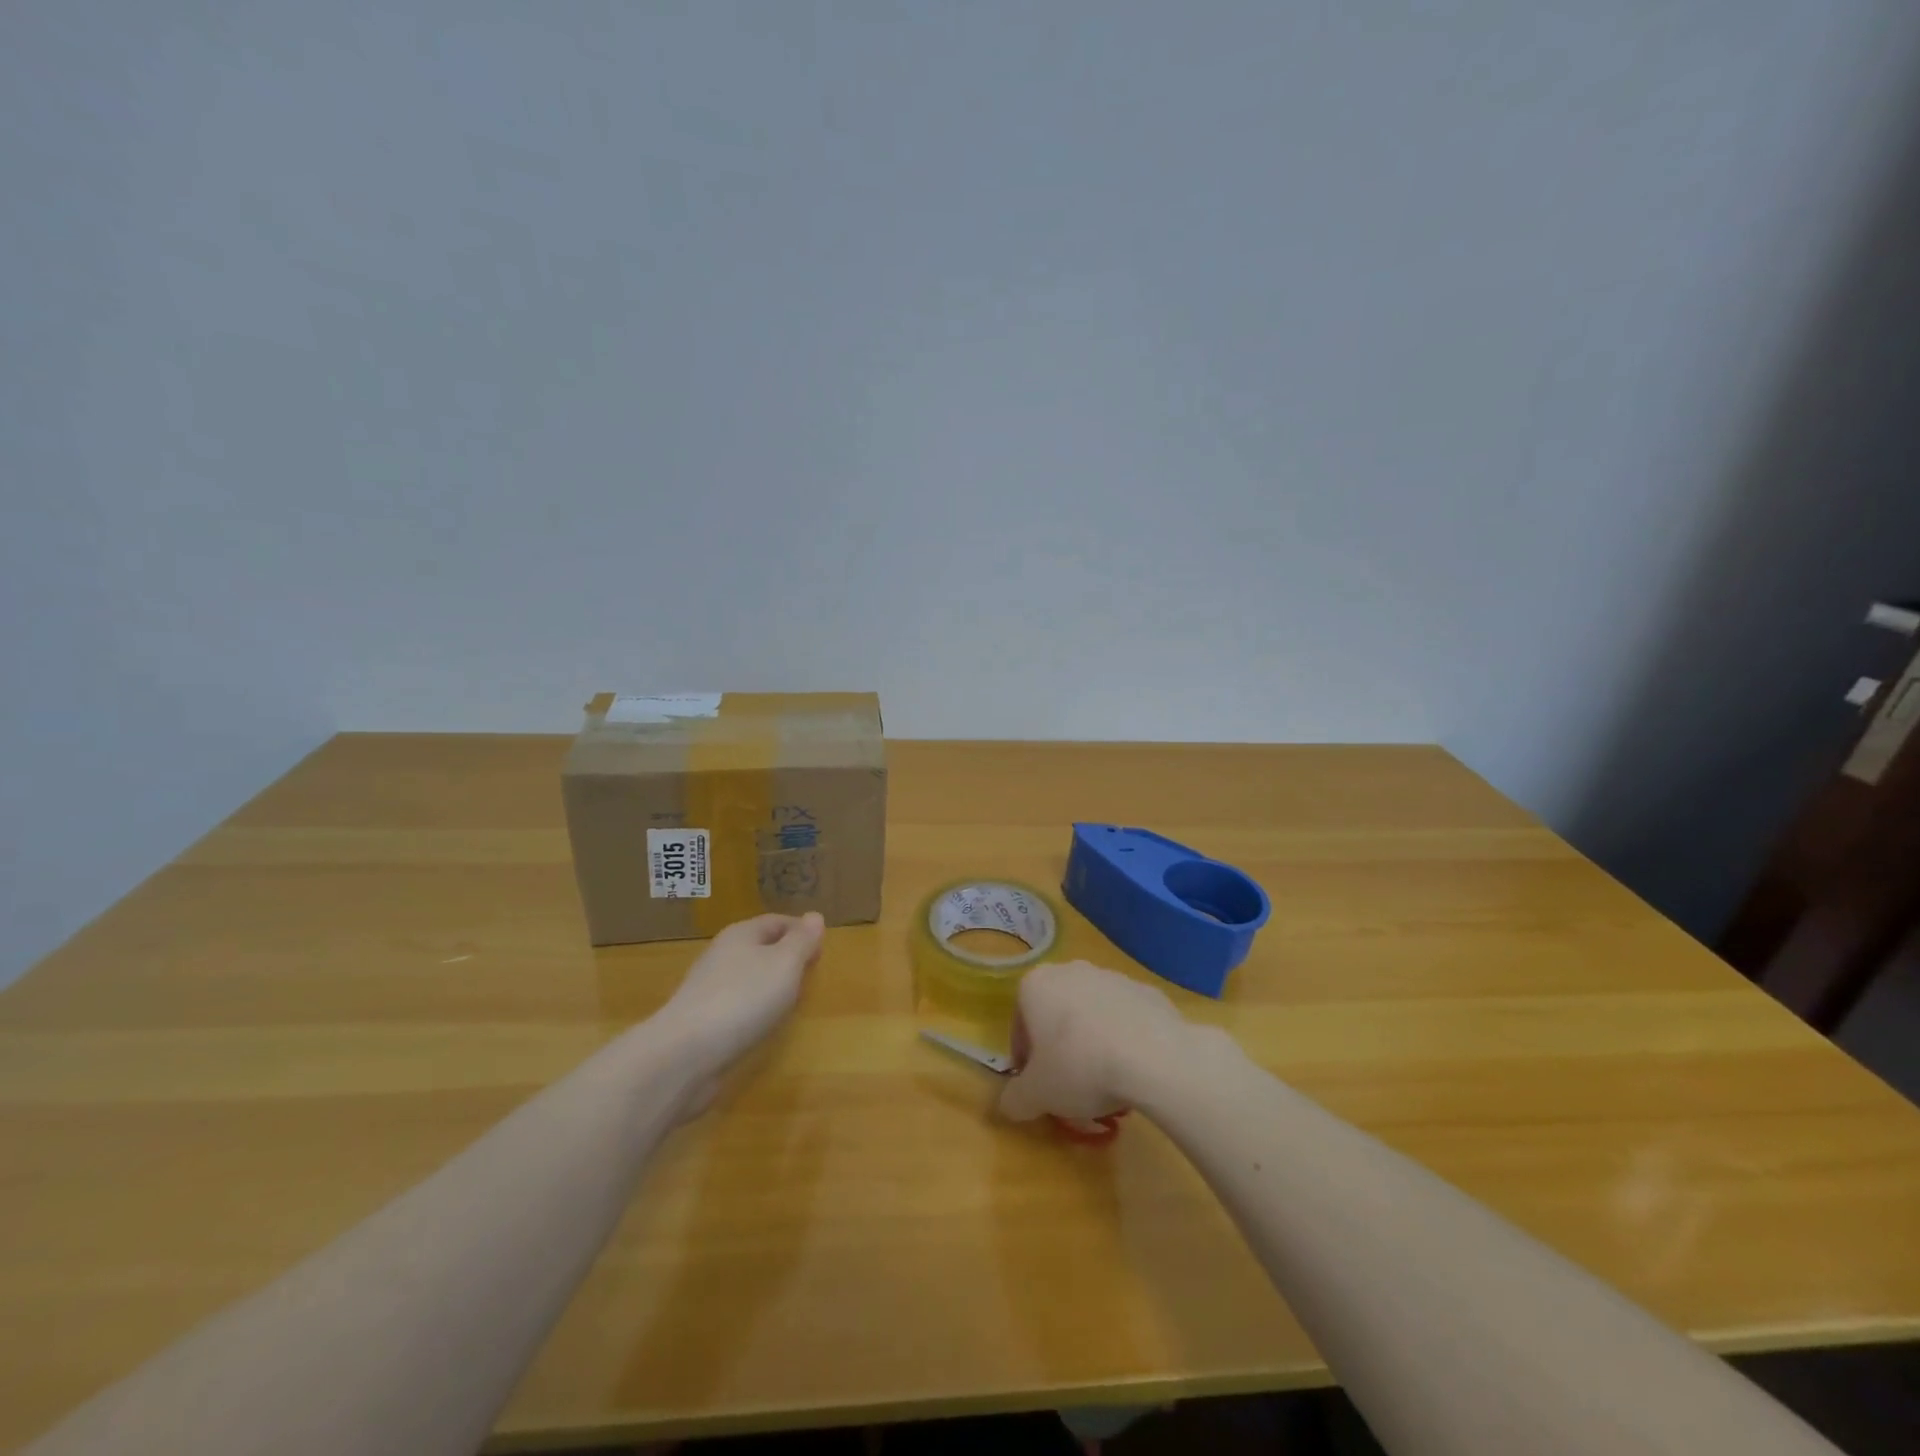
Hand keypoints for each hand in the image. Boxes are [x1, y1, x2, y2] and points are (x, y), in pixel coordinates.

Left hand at [654, 913, 824, 1088]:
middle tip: (810, 976)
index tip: (822, 950)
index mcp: (741, 934)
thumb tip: (815, 917)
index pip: (777, 921)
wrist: (684, 1054)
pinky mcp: (702, 1021)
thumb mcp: (785, 964)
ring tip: (791, 1002)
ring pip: (748, 977)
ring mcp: (708, 989)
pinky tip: (762, 1025)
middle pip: (761, 948)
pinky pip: (737, 1005)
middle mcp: (722, 955)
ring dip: (770, 985)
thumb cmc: (743, 998)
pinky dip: (754, 1009)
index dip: (801, 931)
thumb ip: (802, 941)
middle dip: (786, 958)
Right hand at [999, 959, 1209, 1122]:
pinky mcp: (1145, 989)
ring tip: (1107, 1081)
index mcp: (1036, 985)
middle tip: (1071, 1086)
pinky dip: (1124, 1038)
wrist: (1154, 1055)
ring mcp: (1111, 976)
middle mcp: (1070, 971)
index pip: (1020, 1026)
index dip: (1026, 1062)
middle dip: (1059, 1047)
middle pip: (1056, 1015)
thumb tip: (1010, 1104)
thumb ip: (1014, 1100)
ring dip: (1092, 1041)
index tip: (1039, 1089)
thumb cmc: (1080, 1068)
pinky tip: (1134, 1068)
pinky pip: (1125, 1017)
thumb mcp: (1036, 1096)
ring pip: (1091, 1014)